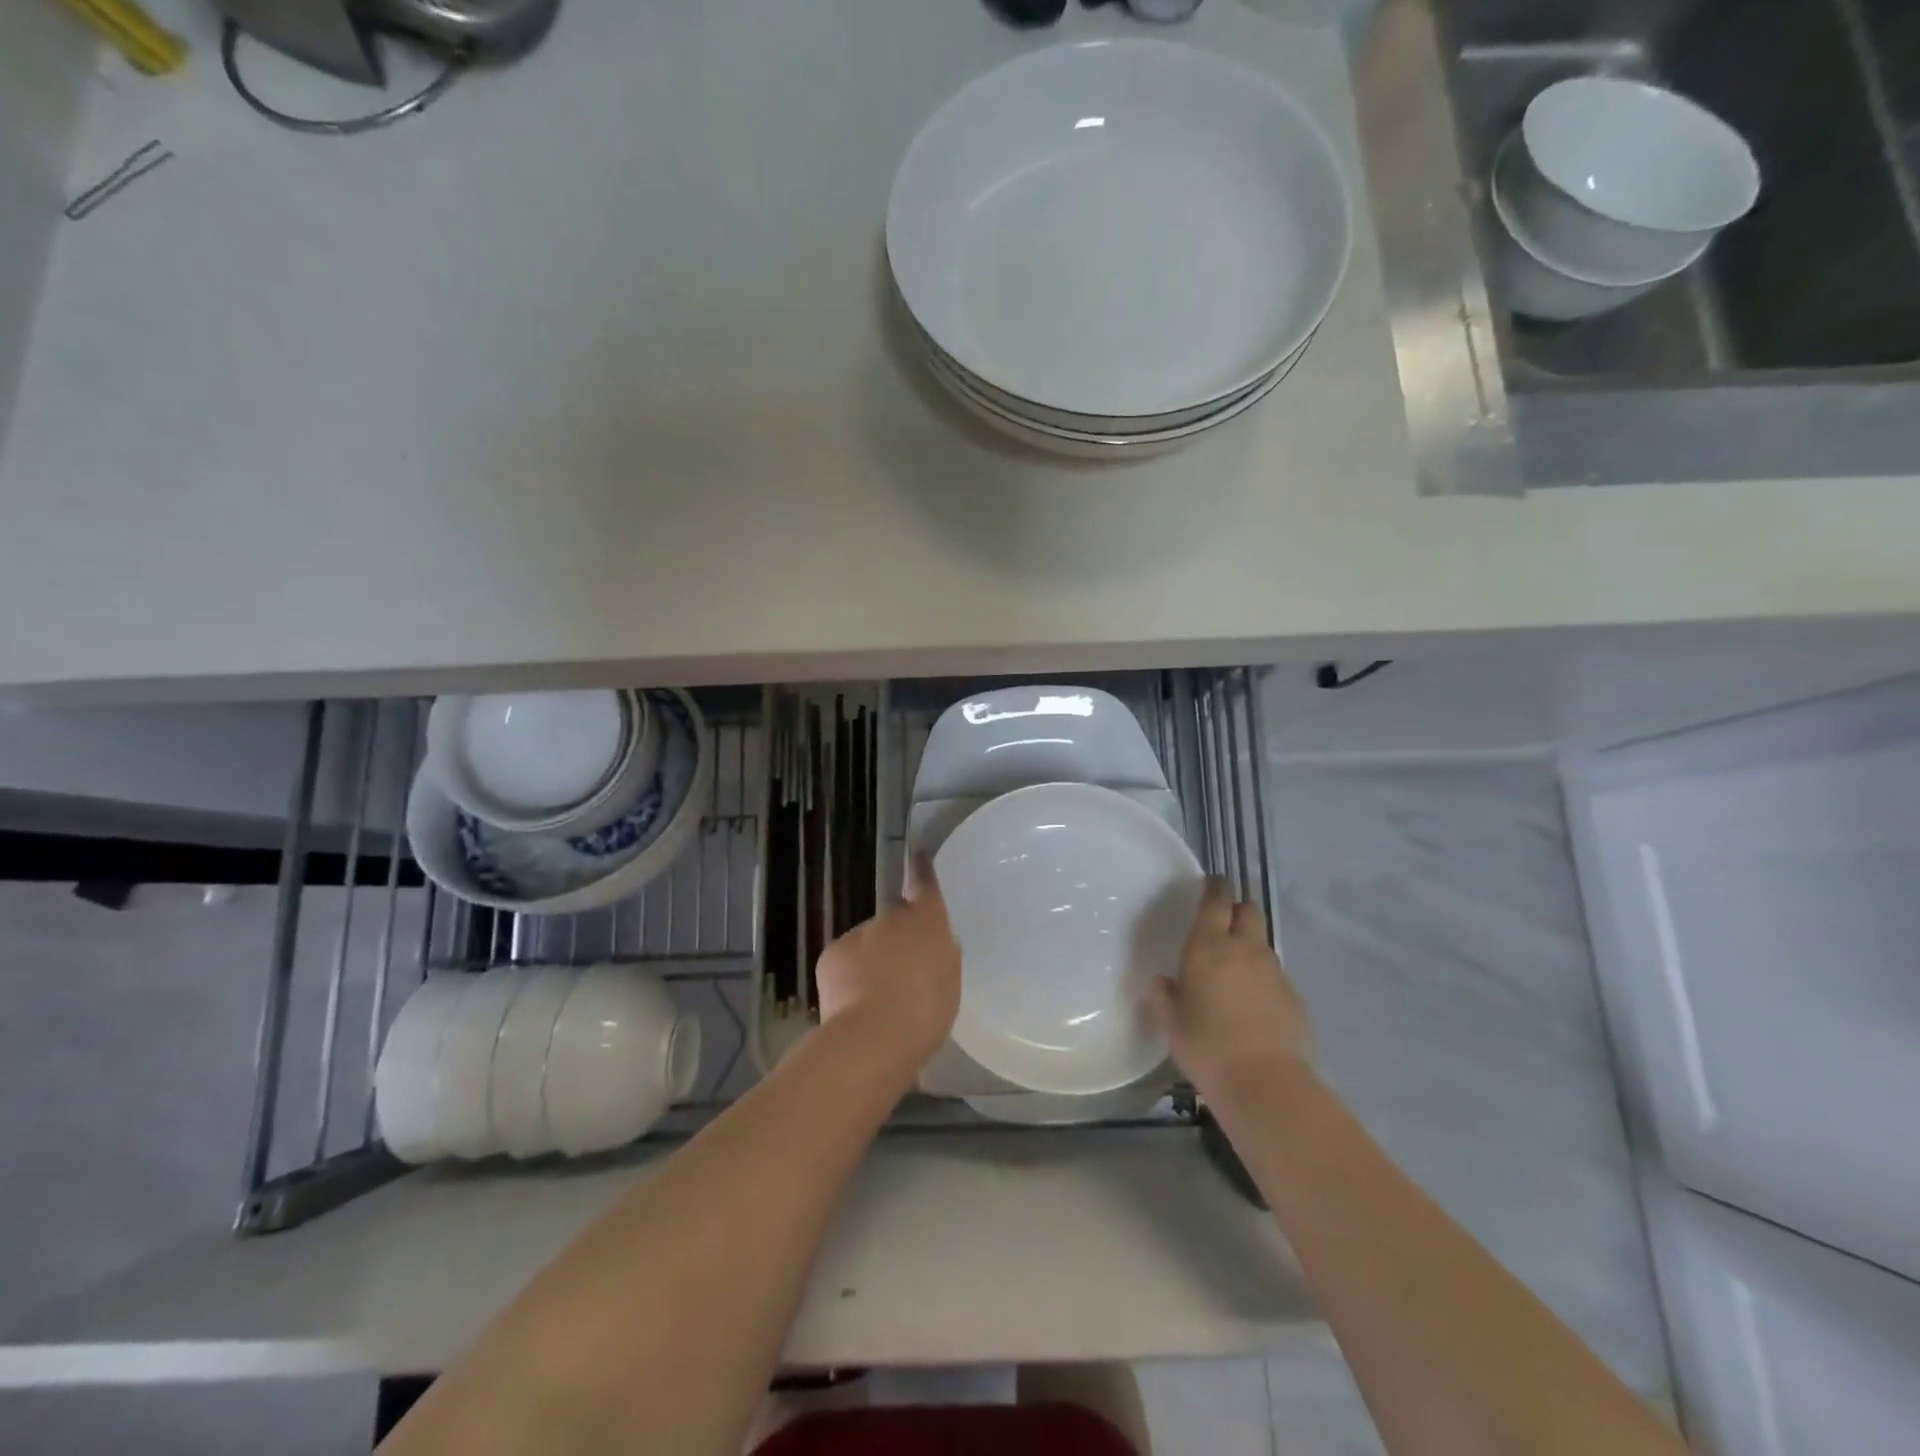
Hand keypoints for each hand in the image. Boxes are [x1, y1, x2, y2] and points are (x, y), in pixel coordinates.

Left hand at [815, 853, 961, 1082]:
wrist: (871, 1037)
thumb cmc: (925, 1013)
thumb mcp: (949, 985)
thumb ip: (942, 956)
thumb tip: (934, 946)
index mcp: (928, 922)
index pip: (925, 884)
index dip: (922, 869)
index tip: (917, 853)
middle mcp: (892, 917)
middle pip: (896, 918)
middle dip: (899, 937)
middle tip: (905, 973)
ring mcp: (859, 932)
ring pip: (868, 941)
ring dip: (873, 959)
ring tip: (877, 998)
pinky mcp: (832, 953)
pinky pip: (845, 958)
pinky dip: (849, 975)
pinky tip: (854, 1003)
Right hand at [1147, 878, 1310, 1101]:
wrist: (1263, 1083)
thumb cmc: (1206, 1046)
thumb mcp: (1172, 1022)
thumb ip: (1164, 996)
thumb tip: (1161, 981)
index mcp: (1208, 947)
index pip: (1216, 901)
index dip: (1215, 887)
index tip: (1211, 883)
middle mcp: (1244, 950)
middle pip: (1248, 911)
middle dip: (1237, 910)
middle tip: (1223, 925)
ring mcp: (1273, 971)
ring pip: (1262, 943)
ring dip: (1249, 947)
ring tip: (1235, 972)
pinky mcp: (1294, 996)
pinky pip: (1275, 975)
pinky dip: (1263, 980)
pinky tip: (1253, 1006)